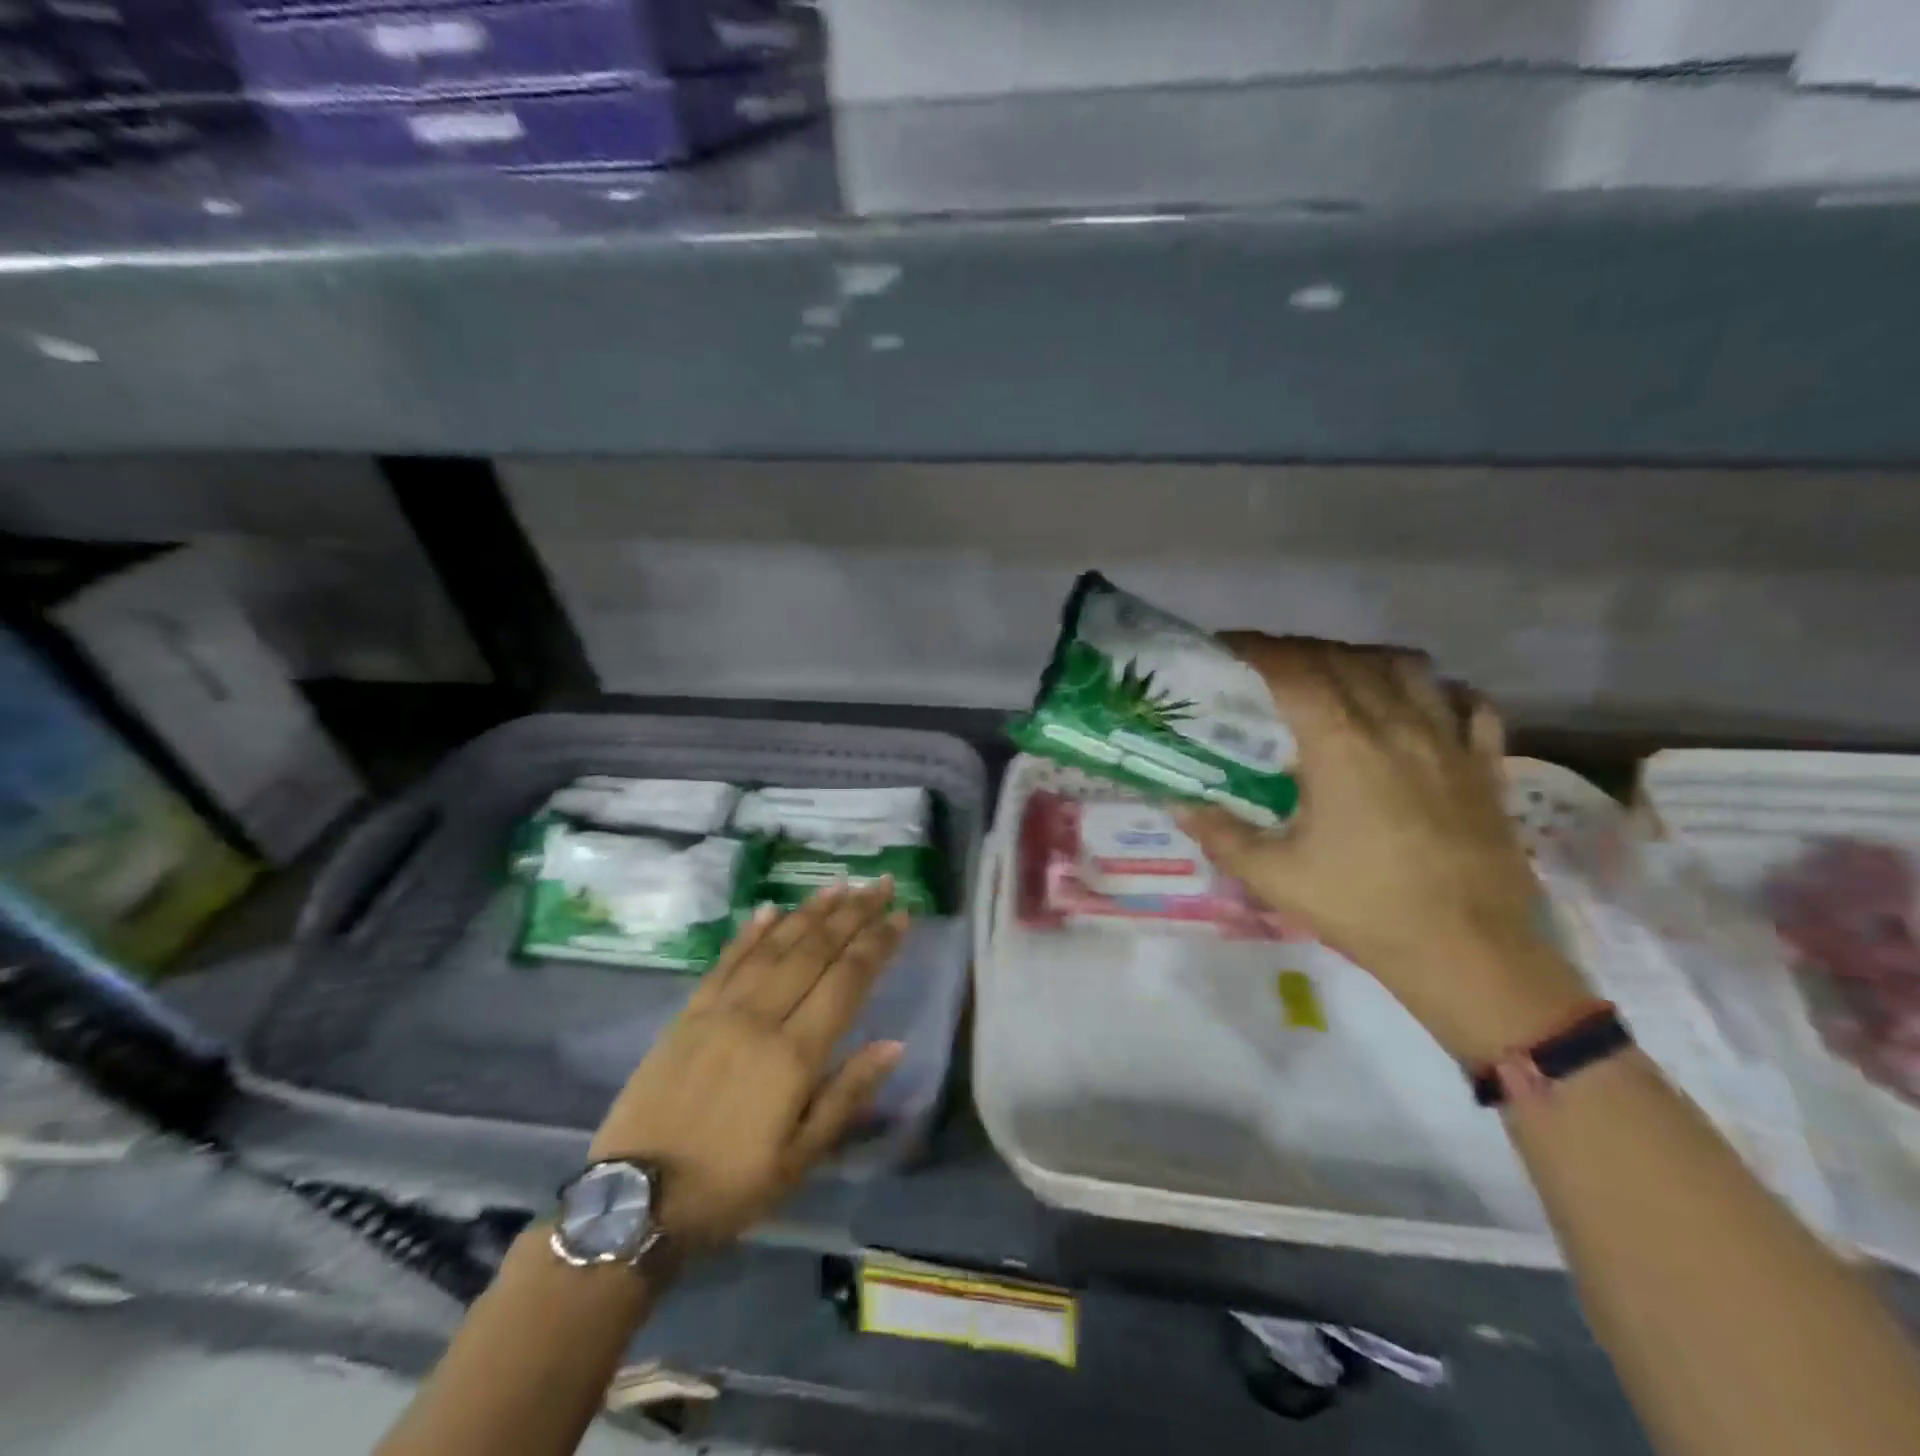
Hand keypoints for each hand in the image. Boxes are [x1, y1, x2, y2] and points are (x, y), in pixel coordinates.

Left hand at [588, 880, 907, 1252]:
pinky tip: (772, 908)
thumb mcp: (800, 1158)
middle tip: (881, 884)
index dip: (877, 944)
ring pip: (775, 946)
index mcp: (794, 1054)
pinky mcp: (688, 1013)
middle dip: (853, 913)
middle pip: (816, 951)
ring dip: (810, 912)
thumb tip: (895, 1044)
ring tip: (840, 885)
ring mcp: (720, 1010)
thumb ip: (847, 1094)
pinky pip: (726, 960)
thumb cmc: (730, 1186)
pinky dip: (752, 932)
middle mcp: (760, 1017)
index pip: (847, 981)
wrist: (633, 1202)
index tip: (902, 914)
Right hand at [1181, 635, 1591, 1063]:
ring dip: (1362, 657)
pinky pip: (1468, 705)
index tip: (1228, 646)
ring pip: (1406, 668)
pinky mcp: (1484, 766)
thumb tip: (1179, 806)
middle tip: (1266, 663)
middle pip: (1344, 659)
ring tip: (1335, 673)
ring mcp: (1448, 742)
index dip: (1257, 649)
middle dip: (1298, 649)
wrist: (1468, 952)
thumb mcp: (1274, 876)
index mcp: (1342, 746)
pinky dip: (1437, 690)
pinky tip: (1418, 703)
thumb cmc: (1364, 908)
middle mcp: (1396, 727)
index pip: (1294, 672)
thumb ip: (1221, 834)